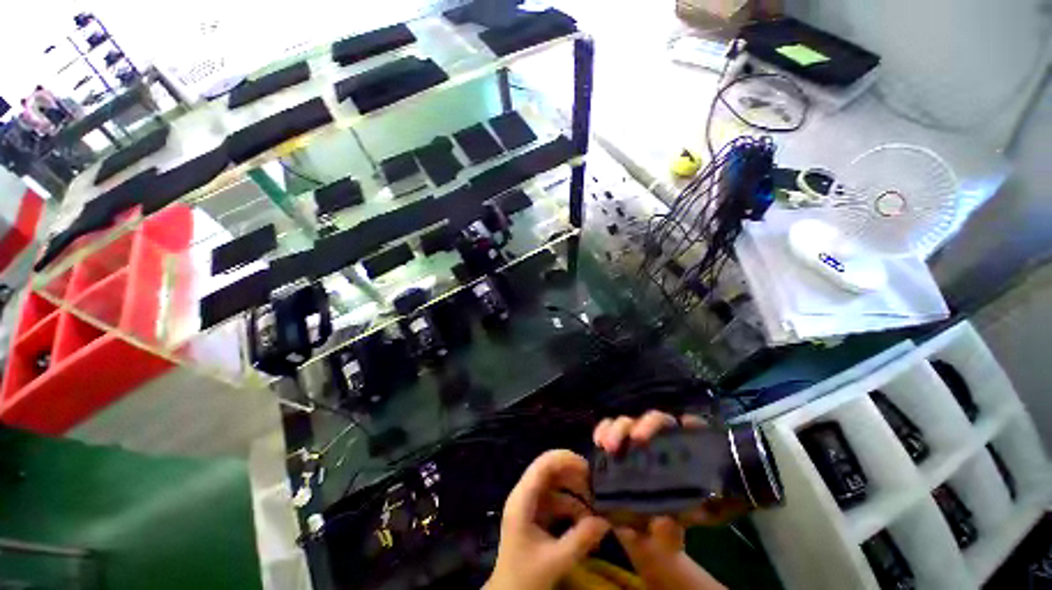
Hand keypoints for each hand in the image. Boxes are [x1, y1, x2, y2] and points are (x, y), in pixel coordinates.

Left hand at [485, 450, 610, 589]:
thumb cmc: (525, 577)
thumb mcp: (555, 560)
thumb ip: (581, 539)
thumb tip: (607, 520)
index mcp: (522, 499)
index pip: (543, 464)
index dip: (565, 459)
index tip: (589, 469)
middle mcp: (524, 494)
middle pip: (550, 470)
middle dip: (574, 476)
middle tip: (596, 488)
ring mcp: (529, 503)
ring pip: (555, 485)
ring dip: (575, 494)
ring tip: (595, 508)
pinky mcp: (535, 513)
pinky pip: (556, 500)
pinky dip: (571, 507)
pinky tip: (586, 522)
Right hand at [594, 411, 727, 589]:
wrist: (644, 532)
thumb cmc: (668, 527)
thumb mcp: (676, 534)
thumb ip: (675, 530)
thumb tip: (663, 520)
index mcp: (687, 459)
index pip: (695, 431)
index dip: (693, 425)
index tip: (685, 425)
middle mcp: (663, 441)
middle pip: (658, 420)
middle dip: (646, 425)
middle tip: (636, 438)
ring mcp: (640, 438)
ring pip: (631, 421)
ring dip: (619, 429)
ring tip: (608, 445)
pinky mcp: (620, 441)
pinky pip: (610, 427)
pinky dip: (604, 429)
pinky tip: (598, 440)